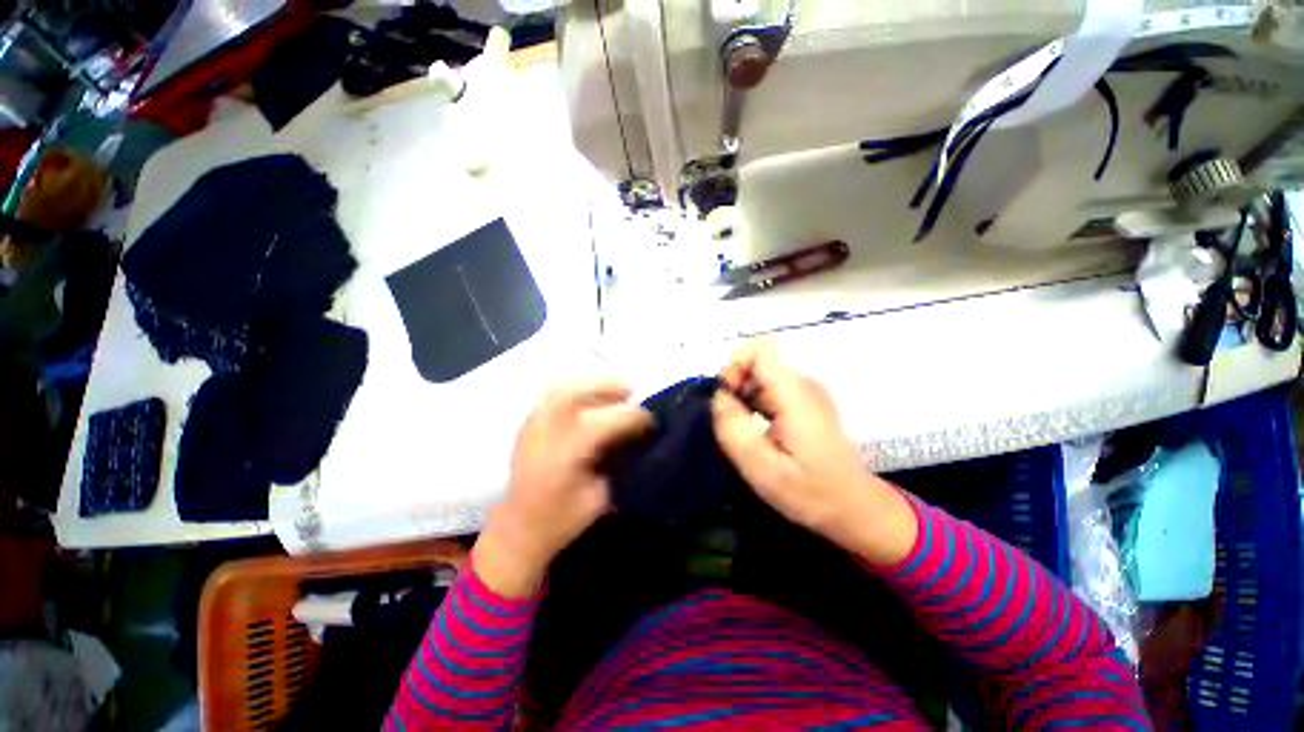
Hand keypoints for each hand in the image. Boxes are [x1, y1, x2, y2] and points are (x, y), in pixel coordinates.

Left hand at [473, 380, 653, 597]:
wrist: (517, 531)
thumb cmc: (561, 521)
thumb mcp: (599, 497)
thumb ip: (616, 461)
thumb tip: (635, 436)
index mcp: (566, 455)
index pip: (606, 422)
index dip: (634, 417)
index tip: (652, 420)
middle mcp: (546, 433)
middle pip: (577, 393)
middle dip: (609, 386)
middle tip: (631, 390)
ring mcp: (532, 426)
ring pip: (562, 388)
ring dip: (591, 384)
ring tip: (612, 389)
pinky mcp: (527, 426)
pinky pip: (551, 395)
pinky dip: (575, 390)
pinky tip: (589, 398)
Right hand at [711, 343, 917, 566]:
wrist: (855, 509)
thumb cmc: (811, 492)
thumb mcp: (763, 469)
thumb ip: (734, 429)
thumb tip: (718, 396)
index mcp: (796, 394)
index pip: (759, 352)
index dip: (735, 366)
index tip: (724, 396)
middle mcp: (803, 385)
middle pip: (758, 362)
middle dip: (735, 383)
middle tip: (726, 419)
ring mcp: (806, 393)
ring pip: (762, 376)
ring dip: (742, 395)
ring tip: (737, 427)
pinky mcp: (806, 404)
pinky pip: (770, 389)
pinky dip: (754, 402)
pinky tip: (752, 429)